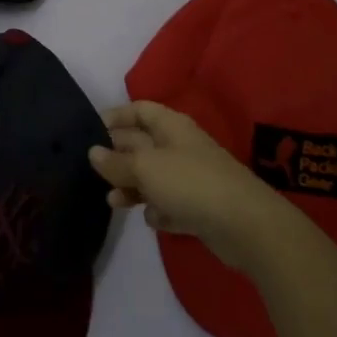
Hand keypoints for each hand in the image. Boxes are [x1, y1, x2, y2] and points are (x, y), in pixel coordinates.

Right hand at [88, 101, 297, 271]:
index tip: (91, 131)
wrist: (246, 225)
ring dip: (132, 187)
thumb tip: (93, 152)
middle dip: (118, 156)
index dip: (116, 116)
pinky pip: (170, 204)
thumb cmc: (190, 183)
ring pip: (153, 177)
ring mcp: (192, 178)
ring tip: (113, 201)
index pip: (140, 110)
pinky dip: (159, 211)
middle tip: (93, 170)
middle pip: (143, 144)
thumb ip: (116, 162)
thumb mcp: (145, 168)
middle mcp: (181, 148)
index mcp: (172, 127)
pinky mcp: (199, 208)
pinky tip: (153, 219)